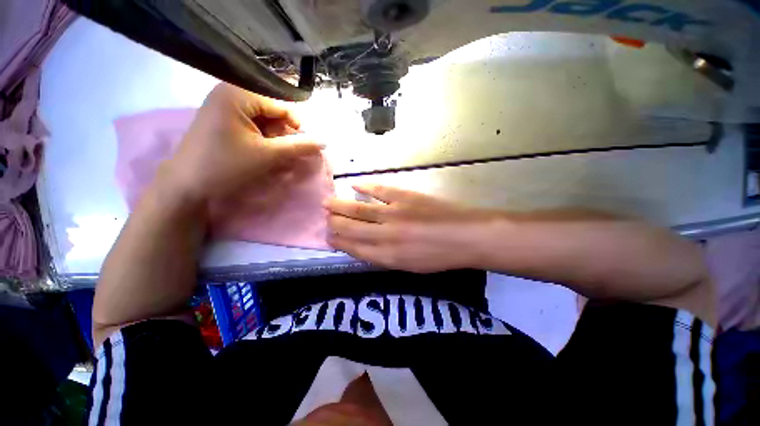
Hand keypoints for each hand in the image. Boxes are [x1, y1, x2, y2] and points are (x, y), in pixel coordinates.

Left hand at [157, 83, 321, 207]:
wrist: (187, 184)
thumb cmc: (227, 166)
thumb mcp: (268, 155)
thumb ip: (299, 146)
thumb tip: (324, 142)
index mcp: (237, 94)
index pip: (281, 104)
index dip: (297, 126)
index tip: (303, 146)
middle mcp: (229, 92)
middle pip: (272, 109)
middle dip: (284, 132)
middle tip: (285, 152)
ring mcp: (224, 105)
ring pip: (264, 117)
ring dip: (274, 136)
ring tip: (273, 154)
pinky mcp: (222, 118)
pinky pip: (252, 123)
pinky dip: (263, 137)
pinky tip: (262, 151)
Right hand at [325, 184, 498, 272]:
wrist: (467, 236)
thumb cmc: (440, 257)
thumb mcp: (410, 267)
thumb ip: (385, 257)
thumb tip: (365, 246)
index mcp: (388, 257)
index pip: (354, 249)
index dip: (338, 243)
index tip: (328, 237)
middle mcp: (385, 236)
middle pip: (350, 229)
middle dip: (333, 223)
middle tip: (324, 218)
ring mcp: (394, 214)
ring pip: (358, 210)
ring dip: (340, 206)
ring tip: (327, 202)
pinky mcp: (404, 197)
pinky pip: (378, 191)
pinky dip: (364, 187)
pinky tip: (353, 185)